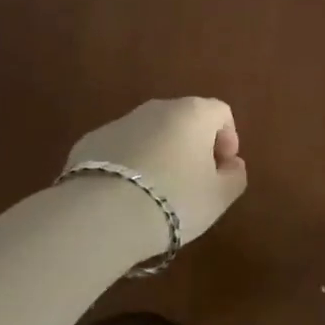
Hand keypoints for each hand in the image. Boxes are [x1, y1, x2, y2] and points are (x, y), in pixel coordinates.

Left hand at [64, 98, 246, 246]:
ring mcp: (119, 122)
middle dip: (193, 146)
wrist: (101, 216)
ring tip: (156, 193)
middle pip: (185, 120)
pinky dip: (128, 165)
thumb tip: (232, 165)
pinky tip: (125, 196)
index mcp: (194, 113)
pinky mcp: (89, 142)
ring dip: (160, 154)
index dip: (228, 139)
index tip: (223, 170)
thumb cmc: (174, 200)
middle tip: (194, 182)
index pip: (221, 113)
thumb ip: (235, 176)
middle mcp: (157, 108)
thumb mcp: (220, 197)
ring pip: (150, 134)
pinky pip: (120, 149)